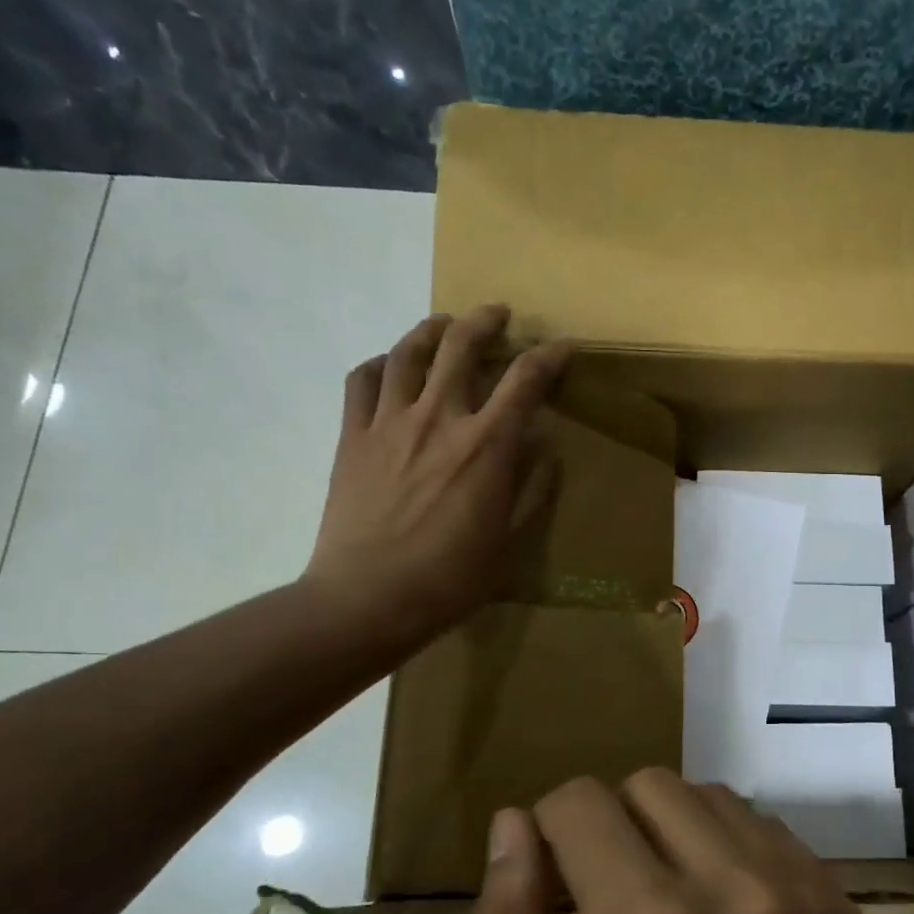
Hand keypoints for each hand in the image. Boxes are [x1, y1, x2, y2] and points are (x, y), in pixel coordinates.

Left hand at [304, 305, 568, 643]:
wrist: (367, 599)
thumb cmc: (450, 579)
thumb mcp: (510, 542)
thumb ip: (532, 489)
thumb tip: (544, 448)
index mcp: (486, 446)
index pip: (525, 381)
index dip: (548, 358)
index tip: (562, 348)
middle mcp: (439, 419)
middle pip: (461, 347)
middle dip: (486, 322)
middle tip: (498, 314)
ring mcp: (388, 423)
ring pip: (408, 352)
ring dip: (431, 329)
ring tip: (444, 324)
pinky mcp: (351, 437)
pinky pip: (361, 381)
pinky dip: (379, 363)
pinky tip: (389, 366)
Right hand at [467, 770, 913, 913]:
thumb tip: (511, 826)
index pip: (580, 803)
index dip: (549, 835)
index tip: (552, 890)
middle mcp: (738, 885)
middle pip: (647, 785)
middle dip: (609, 827)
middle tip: (606, 904)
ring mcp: (804, 888)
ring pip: (710, 798)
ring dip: (671, 833)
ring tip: (668, 911)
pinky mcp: (844, 903)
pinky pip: (767, 832)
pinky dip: (729, 852)